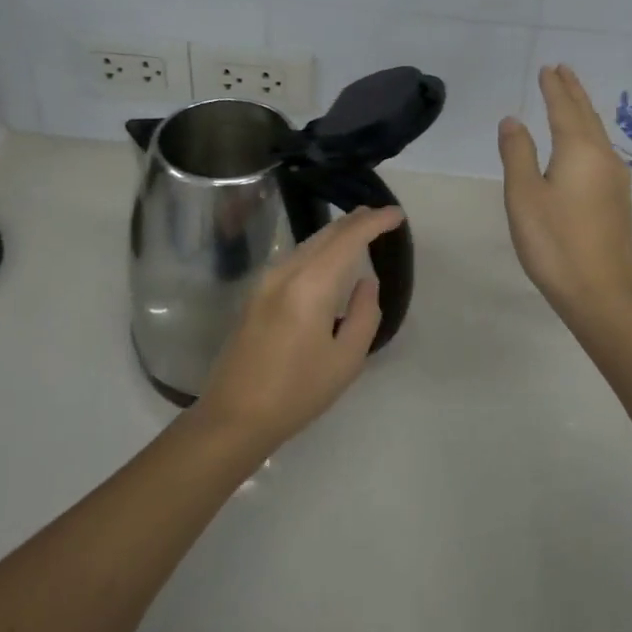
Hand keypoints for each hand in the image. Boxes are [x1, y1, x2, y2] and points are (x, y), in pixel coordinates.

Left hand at [192, 204, 405, 454]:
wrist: (234, 416)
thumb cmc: (297, 392)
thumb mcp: (346, 360)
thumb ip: (364, 314)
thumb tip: (365, 282)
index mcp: (310, 285)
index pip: (348, 239)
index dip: (374, 222)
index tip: (397, 215)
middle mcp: (285, 272)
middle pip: (325, 234)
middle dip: (355, 221)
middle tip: (381, 216)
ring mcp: (266, 281)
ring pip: (307, 243)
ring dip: (335, 234)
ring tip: (359, 230)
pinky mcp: (256, 294)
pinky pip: (295, 258)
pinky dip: (318, 249)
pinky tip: (328, 258)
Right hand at [498, 65, 631, 326]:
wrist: (601, 293)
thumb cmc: (554, 242)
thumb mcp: (524, 195)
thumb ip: (517, 153)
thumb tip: (513, 120)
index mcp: (580, 151)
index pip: (564, 109)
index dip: (554, 88)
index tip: (548, 68)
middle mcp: (603, 158)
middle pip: (587, 115)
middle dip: (572, 92)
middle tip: (562, 70)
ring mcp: (615, 180)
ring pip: (597, 133)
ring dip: (582, 111)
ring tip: (571, 97)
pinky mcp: (617, 200)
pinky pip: (601, 151)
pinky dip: (588, 134)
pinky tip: (584, 143)